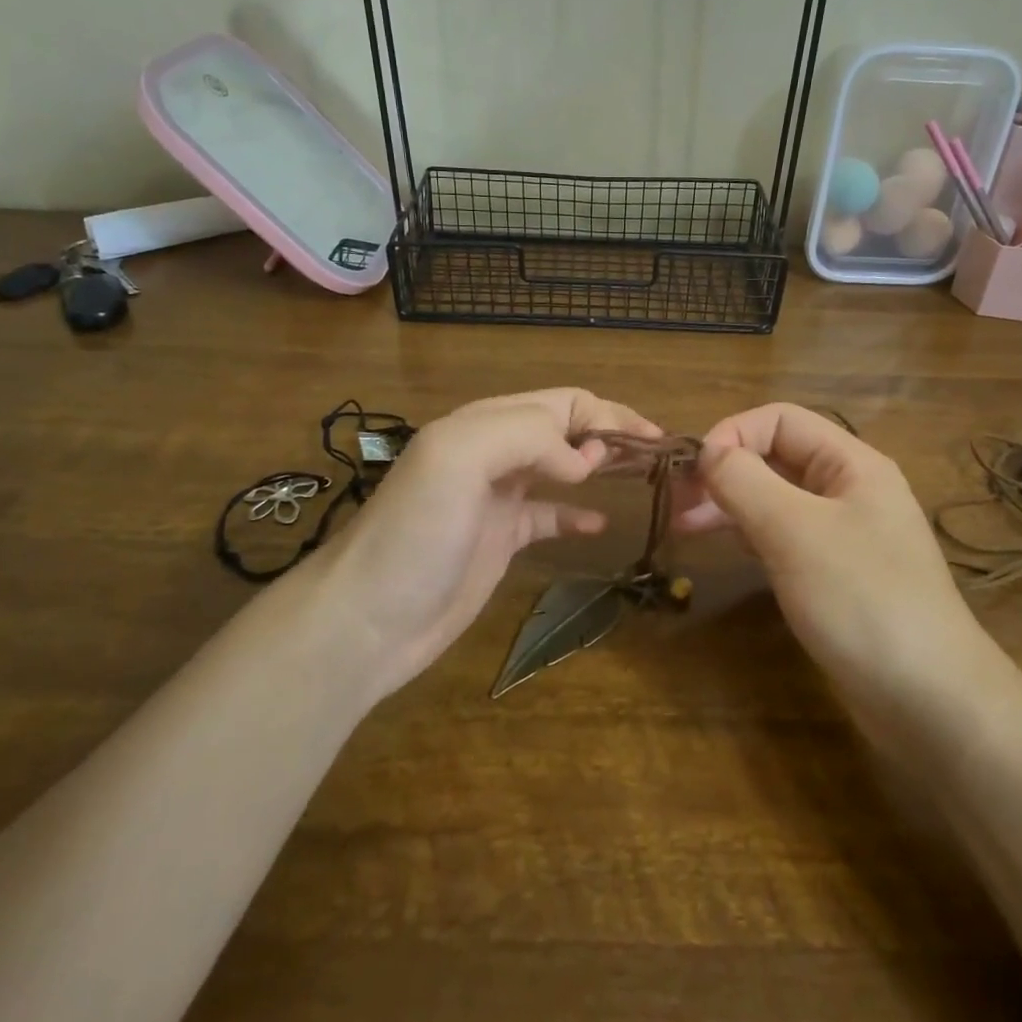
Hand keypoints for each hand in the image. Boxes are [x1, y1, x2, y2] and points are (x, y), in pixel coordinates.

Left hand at [302, 389, 659, 700]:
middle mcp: (493, 453)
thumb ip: (526, 436)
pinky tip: (599, 523)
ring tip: (640, 477)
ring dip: (598, 466)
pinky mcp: (498, 540)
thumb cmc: (414, 533)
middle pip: (564, 429)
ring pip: (559, 468)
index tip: (651, 440)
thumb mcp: (459, 458)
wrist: (366, 619)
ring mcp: (496, 499)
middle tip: (656, 455)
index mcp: (485, 424)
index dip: (608, 413)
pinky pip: (547, 515)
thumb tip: (582, 461)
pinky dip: (576, 514)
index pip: (561, 402)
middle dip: (609, 434)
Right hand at [673, 403, 987, 709]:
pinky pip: (784, 536)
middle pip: (776, 457)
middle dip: (725, 472)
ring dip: (730, 503)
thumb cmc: (862, 601)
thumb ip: (745, 482)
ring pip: (776, 498)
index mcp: (851, 464)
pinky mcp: (834, 574)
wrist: (930, 701)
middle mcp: (849, 489)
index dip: (733, 434)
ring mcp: (843, 534)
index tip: (693, 472)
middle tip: (676, 503)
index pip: (780, 420)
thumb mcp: (795, 532)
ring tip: (683, 527)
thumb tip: (707, 451)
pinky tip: (724, 547)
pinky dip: (750, 534)